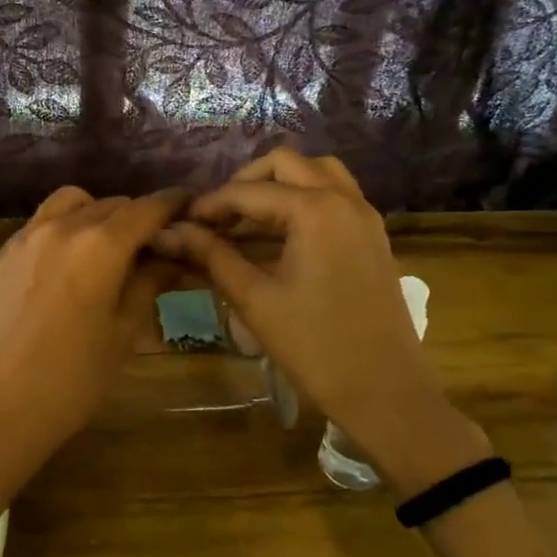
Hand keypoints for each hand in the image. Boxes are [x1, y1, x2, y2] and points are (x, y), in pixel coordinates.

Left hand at [0, 186, 186, 506]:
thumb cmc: (72, 381)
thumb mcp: (123, 334)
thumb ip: (148, 284)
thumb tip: (172, 257)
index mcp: (100, 245)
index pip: (147, 209)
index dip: (173, 204)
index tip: (189, 207)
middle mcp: (61, 227)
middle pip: (111, 204)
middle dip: (137, 217)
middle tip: (153, 245)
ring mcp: (24, 238)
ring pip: (71, 204)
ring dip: (97, 214)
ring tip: (107, 247)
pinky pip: (39, 224)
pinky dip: (63, 228)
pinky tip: (66, 265)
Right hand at [155, 148, 489, 496]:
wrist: (387, 392)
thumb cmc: (316, 347)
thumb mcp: (255, 299)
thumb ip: (211, 256)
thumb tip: (169, 233)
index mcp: (315, 210)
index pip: (248, 192)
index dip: (209, 205)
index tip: (181, 224)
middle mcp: (345, 200)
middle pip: (286, 164)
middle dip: (245, 183)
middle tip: (216, 217)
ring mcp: (365, 216)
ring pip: (317, 172)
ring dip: (280, 183)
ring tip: (248, 218)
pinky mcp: (374, 236)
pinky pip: (336, 195)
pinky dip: (305, 198)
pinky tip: (281, 233)